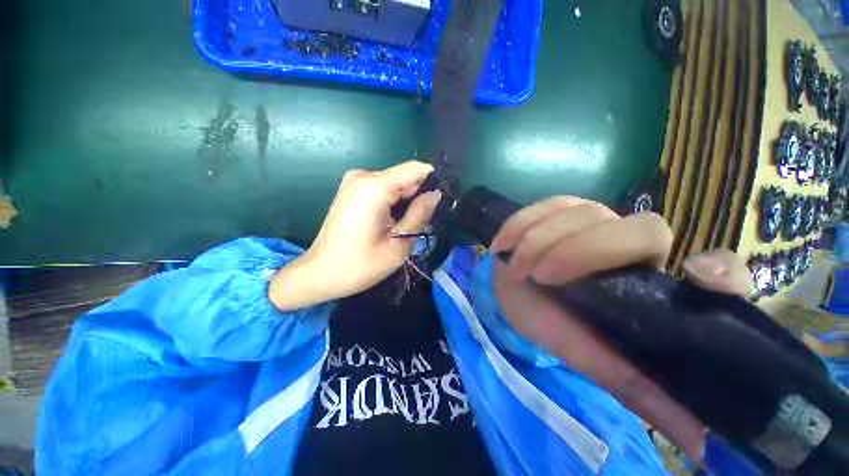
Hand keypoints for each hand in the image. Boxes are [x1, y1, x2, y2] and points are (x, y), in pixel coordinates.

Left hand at [269, 161, 440, 309]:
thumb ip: (419, 215)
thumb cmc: (359, 265)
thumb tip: (436, 194)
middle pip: (405, 177)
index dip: (433, 181)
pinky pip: (382, 189)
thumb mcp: (398, 245)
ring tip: (405, 226)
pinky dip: (393, 202)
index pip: (415, 169)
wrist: (319, 273)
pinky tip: (390, 223)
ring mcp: (355, 181)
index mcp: (374, 187)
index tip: (443, 201)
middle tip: (424, 223)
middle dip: (419, 196)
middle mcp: (363, 176)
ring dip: (406, 202)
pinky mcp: (352, 190)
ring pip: (395, 184)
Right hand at [490, 196, 752, 461]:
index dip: (723, 274)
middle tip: (540, 277)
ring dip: (539, 242)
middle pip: (643, 230)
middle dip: (582, 252)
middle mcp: (636, 245)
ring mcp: (597, 218)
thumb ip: (639, 389)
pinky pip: (548, 204)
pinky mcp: (562, 207)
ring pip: (584, 214)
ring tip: (516, 269)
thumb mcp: (592, 358)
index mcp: (656, 287)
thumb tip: (699, 445)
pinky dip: (521, 224)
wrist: (514, 292)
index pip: (721, 272)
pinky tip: (504, 244)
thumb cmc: (552, 324)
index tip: (696, 275)